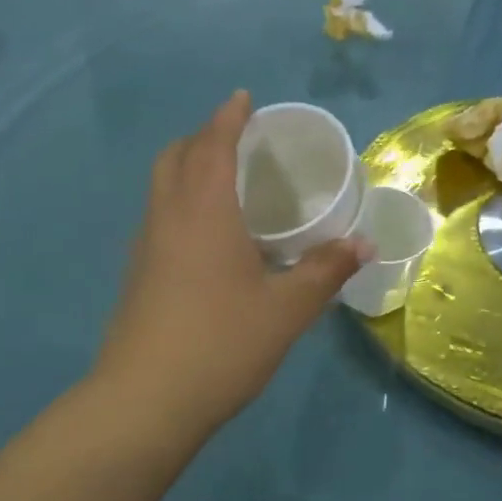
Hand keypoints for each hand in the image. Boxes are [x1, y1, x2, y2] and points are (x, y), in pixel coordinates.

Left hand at [95, 91, 368, 440]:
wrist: (145, 402)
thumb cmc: (222, 344)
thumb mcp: (286, 310)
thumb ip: (325, 271)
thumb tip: (363, 244)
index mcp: (203, 211)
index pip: (212, 145)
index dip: (228, 118)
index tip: (243, 98)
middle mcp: (167, 217)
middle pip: (176, 156)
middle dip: (202, 137)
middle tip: (236, 139)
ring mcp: (145, 246)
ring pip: (161, 187)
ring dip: (187, 168)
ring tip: (223, 180)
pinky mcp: (137, 275)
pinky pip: (158, 216)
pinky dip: (180, 202)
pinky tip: (207, 235)